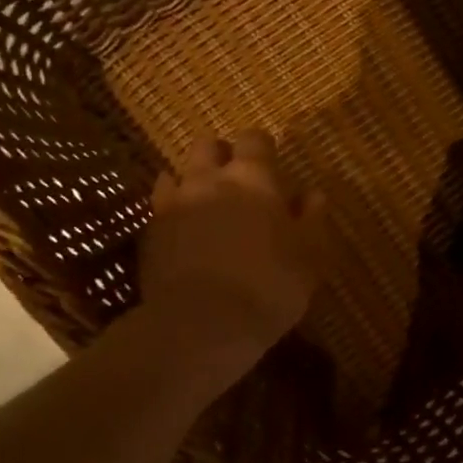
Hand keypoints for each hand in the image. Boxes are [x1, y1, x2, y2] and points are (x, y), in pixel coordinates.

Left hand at [141, 130, 326, 371]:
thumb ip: (312, 218)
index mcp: (254, 178)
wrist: (203, 324)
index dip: (263, 147)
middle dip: (223, 154)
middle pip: (208, 145)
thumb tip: (312, 194)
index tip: (273, 164)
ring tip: (207, 202)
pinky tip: (182, 224)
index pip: (255, 139)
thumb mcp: (310, 254)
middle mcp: (210, 179)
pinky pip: (159, 203)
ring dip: (194, 178)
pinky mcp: (151, 231)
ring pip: (178, 170)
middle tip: (238, 179)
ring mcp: (174, 203)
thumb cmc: (270, 285)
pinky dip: (172, 205)